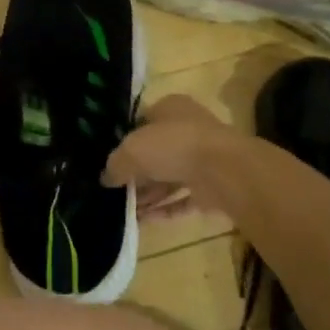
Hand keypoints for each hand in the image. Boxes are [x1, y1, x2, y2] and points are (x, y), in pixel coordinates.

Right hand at [102, 95, 240, 220]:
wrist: (224, 170)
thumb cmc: (173, 146)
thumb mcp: (132, 150)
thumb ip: (115, 164)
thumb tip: (106, 178)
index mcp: (170, 108)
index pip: (142, 121)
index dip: (124, 139)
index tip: (109, 160)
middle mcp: (188, 129)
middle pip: (155, 151)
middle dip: (136, 173)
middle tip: (114, 190)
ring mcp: (203, 158)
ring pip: (169, 176)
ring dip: (149, 194)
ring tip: (125, 211)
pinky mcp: (212, 186)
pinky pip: (183, 198)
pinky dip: (166, 208)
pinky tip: (145, 220)